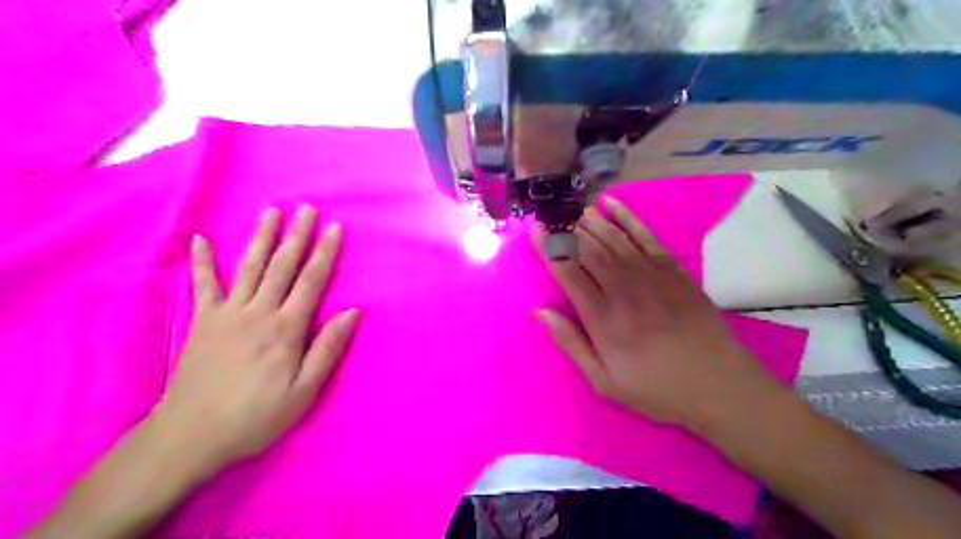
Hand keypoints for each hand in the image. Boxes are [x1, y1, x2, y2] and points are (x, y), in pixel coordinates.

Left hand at [154, 208, 359, 469]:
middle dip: (297, 235)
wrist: (190, 436)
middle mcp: (257, 313)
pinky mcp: (202, 322)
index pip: (311, 282)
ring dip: (261, 238)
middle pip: (282, 266)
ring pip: (249, 267)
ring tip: (271, 212)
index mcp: (285, 329)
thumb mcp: (304, 391)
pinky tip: (200, 240)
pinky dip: (202, 262)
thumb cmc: (256, 416)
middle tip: (307, 208)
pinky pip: (203, 286)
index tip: (335, 228)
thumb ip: (328, 348)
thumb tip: (353, 312)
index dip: (325, 253)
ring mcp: (226, 314)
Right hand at [538, 196, 770, 426]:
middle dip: (566, 229)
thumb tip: (541, 311)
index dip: (550, 249)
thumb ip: (571, 343)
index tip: (537, 231)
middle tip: (551, 213)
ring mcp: (651, 275)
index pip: (568, 273)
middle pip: (589, 249)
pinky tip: (611, 203)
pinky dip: (627, 216)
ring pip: (612, 238)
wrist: (718, 384)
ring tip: (572, 208)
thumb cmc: (656, 388)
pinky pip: (645, 235)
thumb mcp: (604, 381)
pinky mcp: (673, 269)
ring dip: (589, 220)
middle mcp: (624, 288)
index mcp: (603, 317)